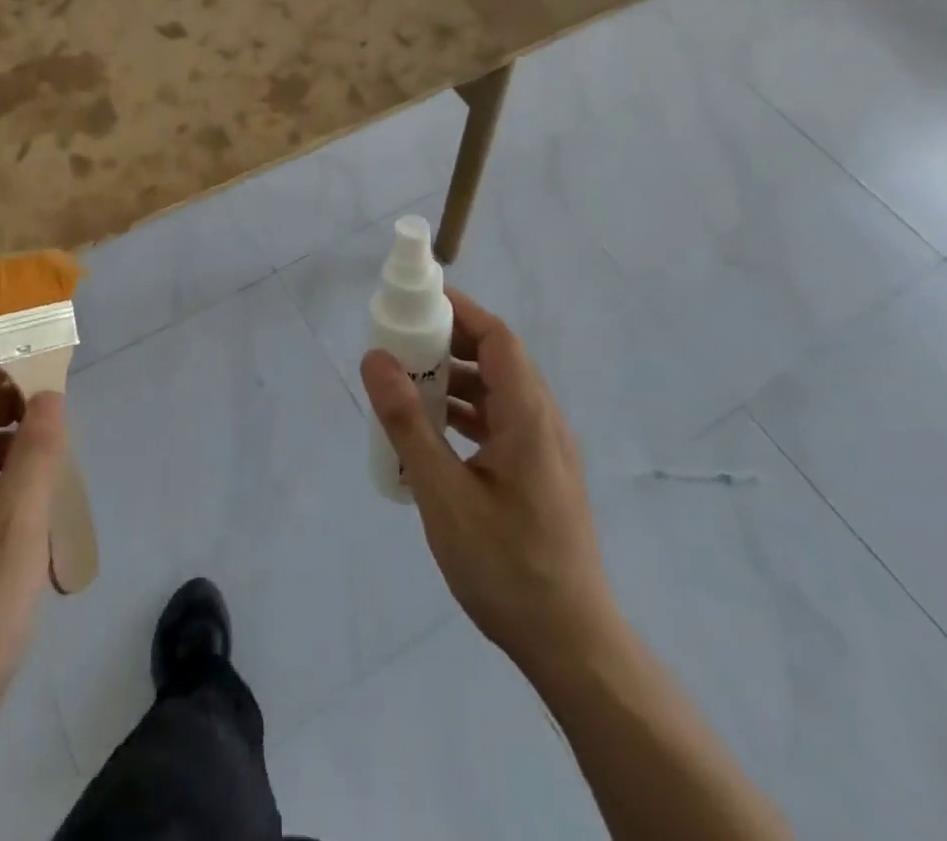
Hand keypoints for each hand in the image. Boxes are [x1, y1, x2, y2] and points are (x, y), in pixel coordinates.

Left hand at [0, 363, 66, 755]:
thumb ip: (36, 453)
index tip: (52, 375)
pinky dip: (6, 482)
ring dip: (15, 448)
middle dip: (14, 412)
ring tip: (54, 471)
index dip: (3, 372)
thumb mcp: (16, 529)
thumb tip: (49, 394)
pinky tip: (36, 508)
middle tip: (60, 429)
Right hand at [361, 288, 619, 676]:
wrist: (572, 646)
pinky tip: (430, 432)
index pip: (498, 339)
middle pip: (498, 359)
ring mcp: (545, 451)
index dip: (460, 310)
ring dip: (454, 379)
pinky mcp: (539, 474)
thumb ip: (408, 423)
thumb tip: (375, 358)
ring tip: (406, 384)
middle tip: (400, 341)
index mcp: (530, 418)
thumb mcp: (444, 494)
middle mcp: (544, 423)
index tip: (416, 300)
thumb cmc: (506, 567)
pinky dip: (464, 412)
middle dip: (449, 342)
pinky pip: (500, 421)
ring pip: (498, 392)